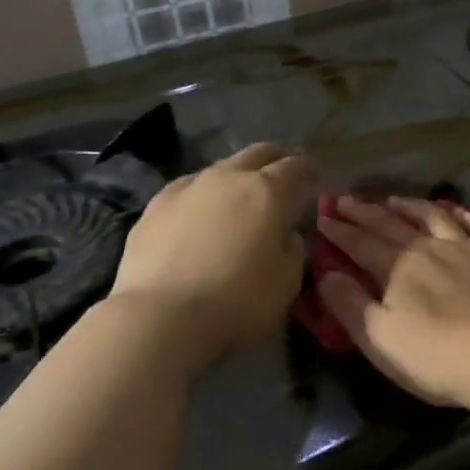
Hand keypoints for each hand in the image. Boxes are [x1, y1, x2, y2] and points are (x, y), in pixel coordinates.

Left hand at [105, 143, 315, 372]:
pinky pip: (188, 188)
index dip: (307, 167)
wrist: (161, 316)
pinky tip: (200, 209)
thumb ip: (292, 250)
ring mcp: (189, 187)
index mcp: (268, 191)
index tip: (314, 174)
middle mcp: (229, 178)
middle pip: (257, 153)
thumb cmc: (237, 300)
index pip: (294, 166)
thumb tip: (286, 235)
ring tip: (240, 192)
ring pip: (220, 167)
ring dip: (237, 175)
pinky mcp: (155, 206)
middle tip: (283, 169)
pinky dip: (202, 193)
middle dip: (274, 157)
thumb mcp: (287, 281)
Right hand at [317, 196, 469, 411]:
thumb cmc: (435, 356)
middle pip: (393, 224)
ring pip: (436, 216)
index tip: (323, 218)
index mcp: (398, 268)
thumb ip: (350, 305)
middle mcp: (430, 248)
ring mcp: (468, 248)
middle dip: (366, 211)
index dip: (340, 232)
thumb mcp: (379, 339)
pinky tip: (459, 211)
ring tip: (395, 199)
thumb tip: (326, 274)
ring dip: (412, 206)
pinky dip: (467, 215)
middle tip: (346, 199)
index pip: (361, 244)